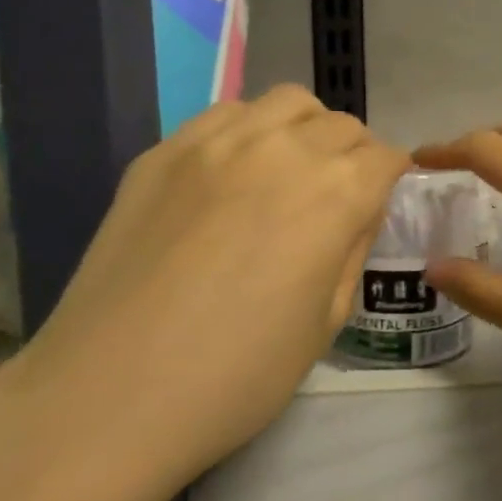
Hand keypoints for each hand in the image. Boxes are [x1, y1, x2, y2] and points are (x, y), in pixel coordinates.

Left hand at [0, 85, 408, 496]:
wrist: (109, 397)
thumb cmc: (240, 373)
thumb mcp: (329, 320)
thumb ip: (353, 249)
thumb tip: (358, 212)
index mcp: (336, 194)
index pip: (386, 158)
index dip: (391, 180)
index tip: (380, 203)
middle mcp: (284, 151)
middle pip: (342, 125)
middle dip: (355, 155)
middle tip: (339, 196)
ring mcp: (215, 144)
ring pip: (286, 103)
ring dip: (306, 129)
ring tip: (291, 172)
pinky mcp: (162, 154)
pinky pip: (225, 115)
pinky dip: (249, 130)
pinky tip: (234, 174)